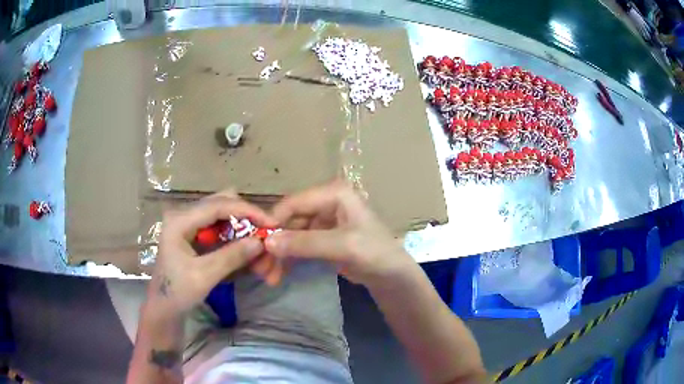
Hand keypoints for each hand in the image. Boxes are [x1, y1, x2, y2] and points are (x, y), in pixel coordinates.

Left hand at [148, 191, 276, 317]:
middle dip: (244, 214)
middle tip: (264, 231)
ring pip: (220, 211)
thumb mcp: (204, 276)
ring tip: (256, 238)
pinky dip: (232, 231)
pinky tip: (242, 244)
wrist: (163, 307)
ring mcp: (186, 222)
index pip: (218, 205)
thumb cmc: (177, 292)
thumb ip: (231, 257)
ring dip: (240, 222)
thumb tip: (260, 241)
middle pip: (220, 202)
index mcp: (179, 220)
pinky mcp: (191, 232)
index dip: (246, 210)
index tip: (270, 222)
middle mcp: (183, 214)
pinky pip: (217, 224)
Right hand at [264, 180, 412, 286]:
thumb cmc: (375, 253)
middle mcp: (325, 203)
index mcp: (333, 194)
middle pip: (290, 220)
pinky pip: (298, 246)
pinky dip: (287, 259)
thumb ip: (306, 243)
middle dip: (274, 243)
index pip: (294, 203)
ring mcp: (322, 222)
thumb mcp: (343, 246)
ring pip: (291, 235)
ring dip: (278, 254)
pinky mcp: (321, 239)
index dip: (274, 221)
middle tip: (260, 266)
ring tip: (267, 275)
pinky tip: (278, 274)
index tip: (257, 244)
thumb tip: (267, 243)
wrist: (392, 276)